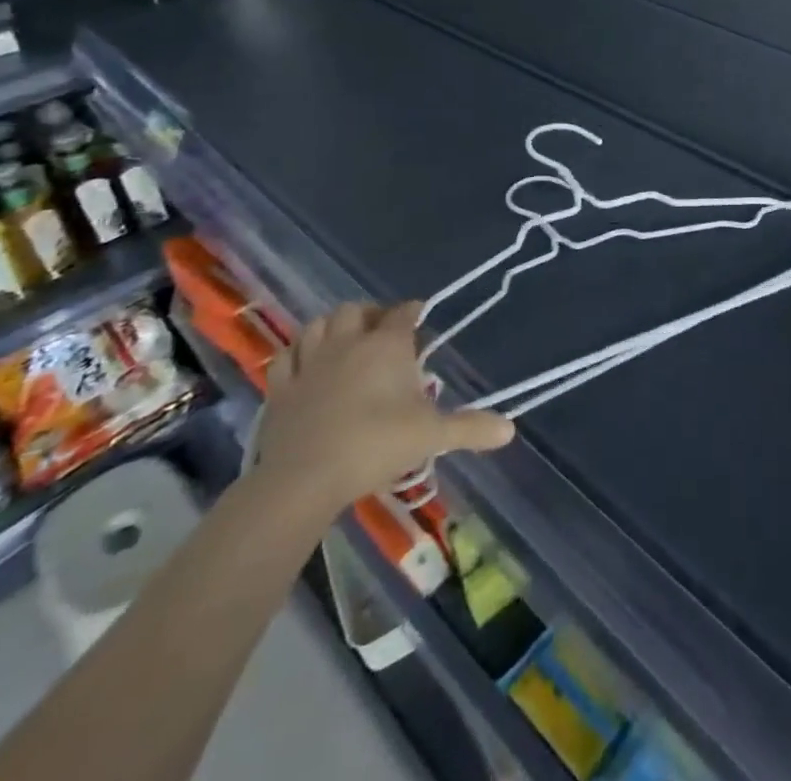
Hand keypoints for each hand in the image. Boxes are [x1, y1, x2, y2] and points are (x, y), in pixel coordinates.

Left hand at [255, 302, 515, 523]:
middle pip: (354, 311)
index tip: (420, 316)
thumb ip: (470, 428)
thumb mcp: (432, 436)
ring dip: (331, 326)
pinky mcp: (280, 389)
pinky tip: (303, 363)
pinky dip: (296, 354)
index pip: (403, 313)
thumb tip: (509, 430)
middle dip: (369, 314)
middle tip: (380, 330)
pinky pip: (285, 357)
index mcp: (386, 345)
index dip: (413, 311)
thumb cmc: (376, 444)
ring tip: (342, 339)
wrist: (305, 478)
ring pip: (317, 326)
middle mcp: (347, 343)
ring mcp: (309, 363)